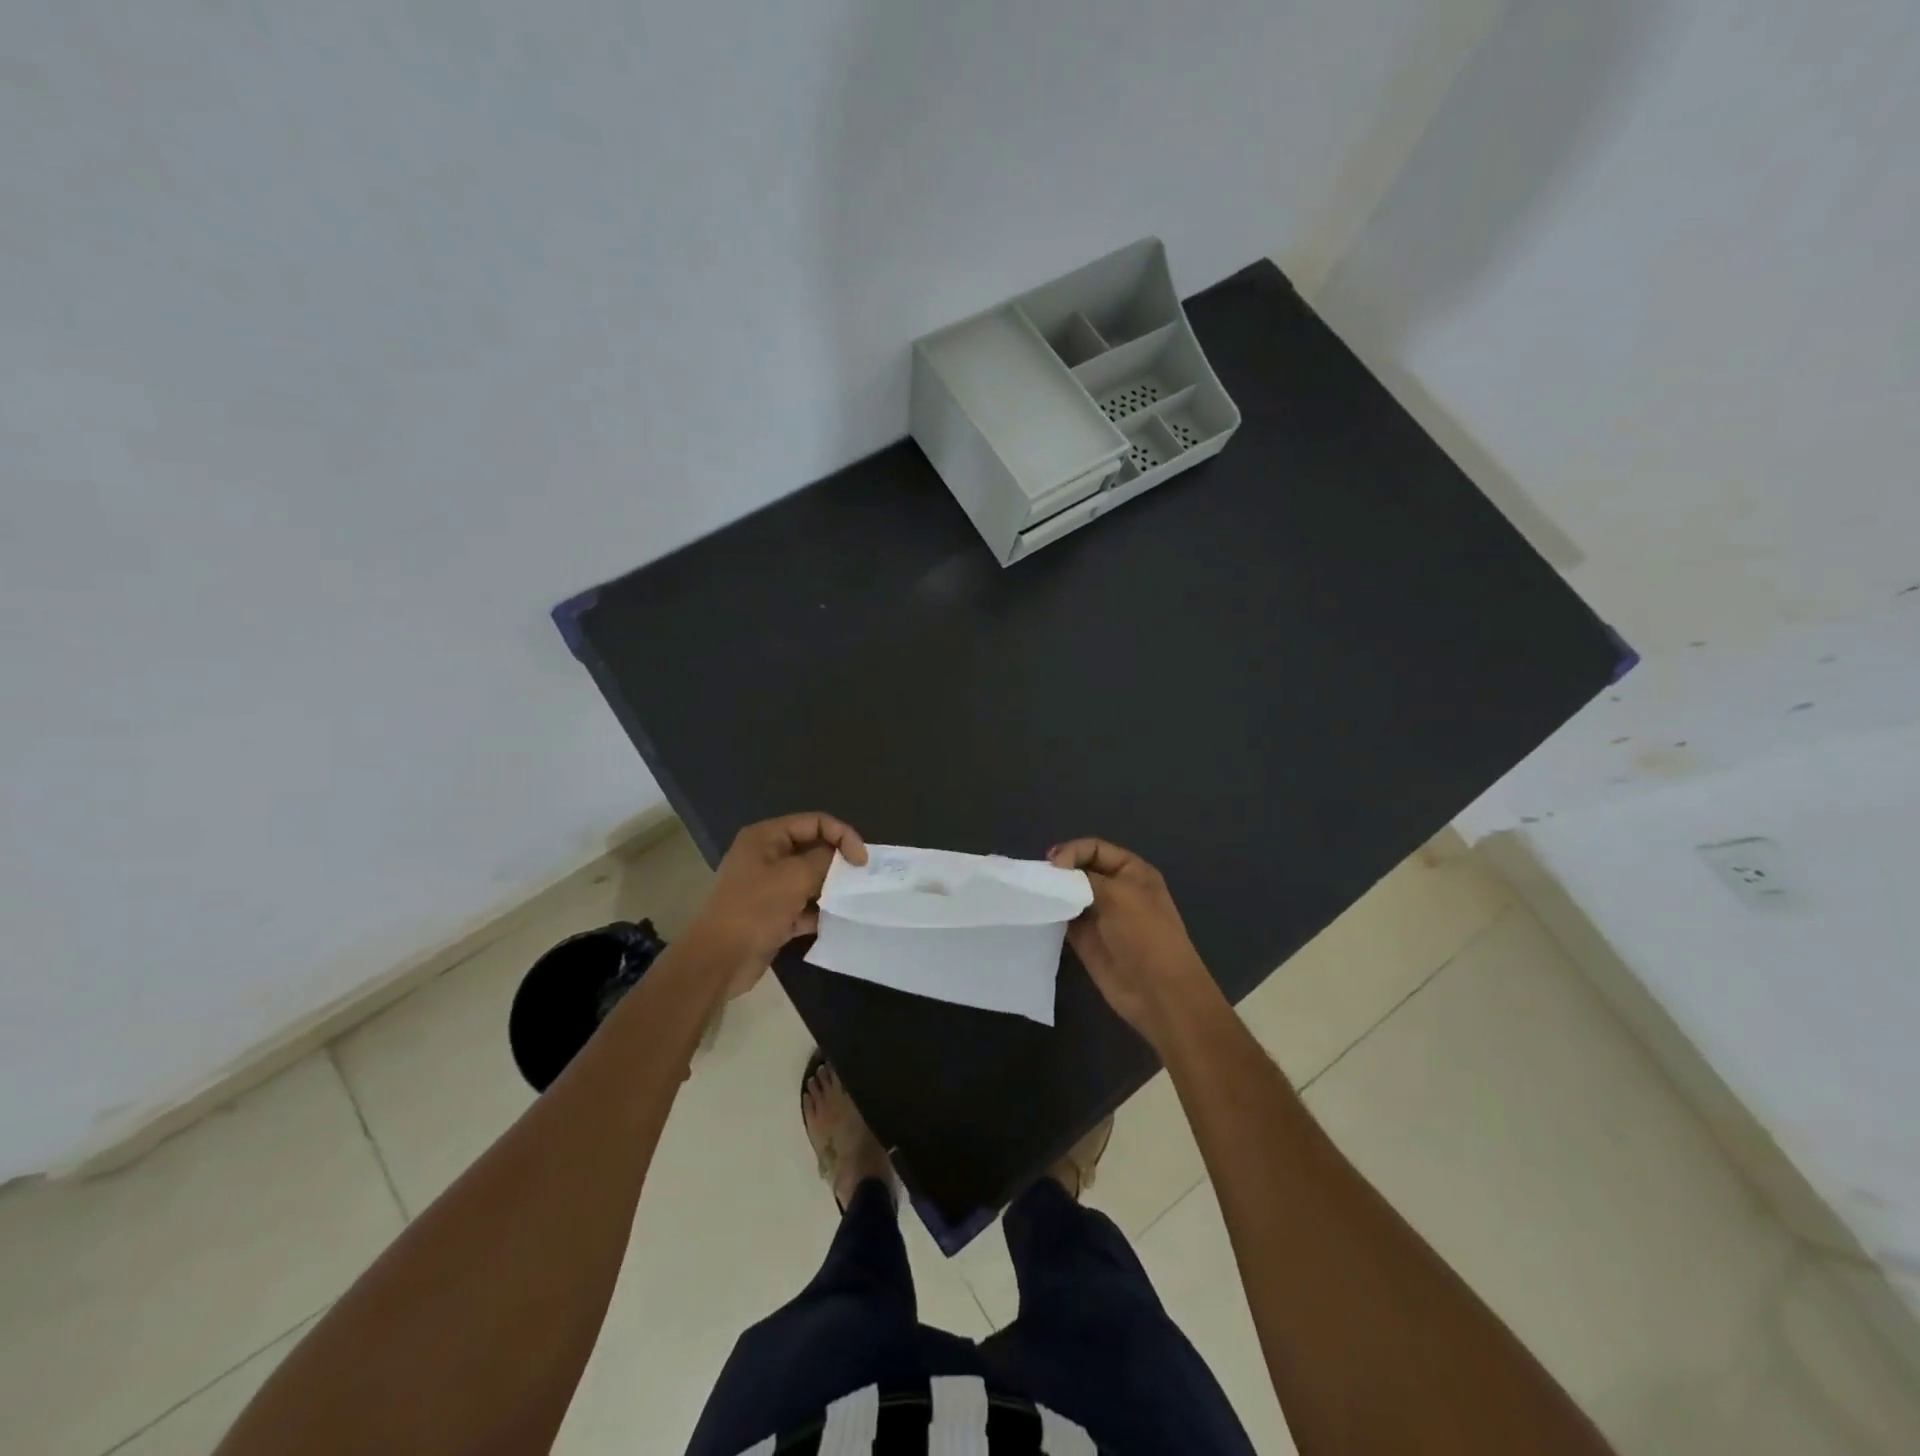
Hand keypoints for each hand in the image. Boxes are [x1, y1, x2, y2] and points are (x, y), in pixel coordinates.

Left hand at [688, 813, 866, 995]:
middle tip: (859, 881)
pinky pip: (803, 905)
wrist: (719, 960)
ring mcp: (768, 886)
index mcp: (766, 837)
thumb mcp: (795, 877)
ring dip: (830, 889)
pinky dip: (818, 912)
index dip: (842, 835)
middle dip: (837, 863)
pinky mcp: (772, 913)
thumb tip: (841, 857)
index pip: (815, 822)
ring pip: (809, 879)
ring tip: (850, 901)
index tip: (862, 861)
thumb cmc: (756, 909)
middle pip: (813, 849)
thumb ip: (825, 860)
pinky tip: (834, 922)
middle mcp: (766, 856)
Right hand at [1048, 838, 1220, 1049]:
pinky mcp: (1085, 939)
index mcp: (1132, 871)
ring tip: (1034, 895)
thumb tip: (1056, 873)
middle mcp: (1115, 889)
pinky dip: (1051, 914)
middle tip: (1039, 880)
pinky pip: (1064, 919)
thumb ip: (1084, 877)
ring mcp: (1099, 915)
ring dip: (1053, 893)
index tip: (1053, 866)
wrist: (1158, 991)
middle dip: (1059, 871)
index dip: (1072, 851)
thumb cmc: (1144, 934)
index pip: (1094, 848)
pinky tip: (1038, 913)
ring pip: (1069, 894)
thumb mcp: (1118, 894)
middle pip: (1079, 869)